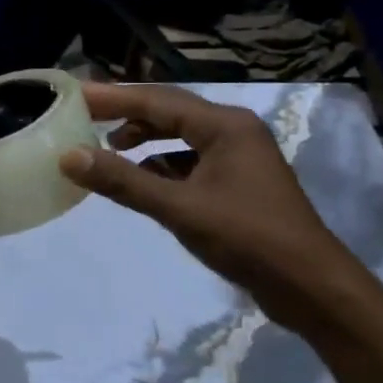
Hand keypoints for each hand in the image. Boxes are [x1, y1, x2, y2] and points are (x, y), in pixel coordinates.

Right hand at [57, 82, 382, 341]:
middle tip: (83, 115)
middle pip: (169, 112)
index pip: (157, 100)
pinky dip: (162, 165)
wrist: (313, 288)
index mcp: (225, 125)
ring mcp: (239, 156)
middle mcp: (233, 130)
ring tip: (108, 148)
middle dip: (126, 113)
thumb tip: (69, 157)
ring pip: (180, 137)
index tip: (75, 94)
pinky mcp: (238, 182)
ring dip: (145, 140)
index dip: (113, 97)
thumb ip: (124, 182)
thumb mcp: (180, 209)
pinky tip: (142, 181)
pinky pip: (190, 161)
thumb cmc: (248, 239)